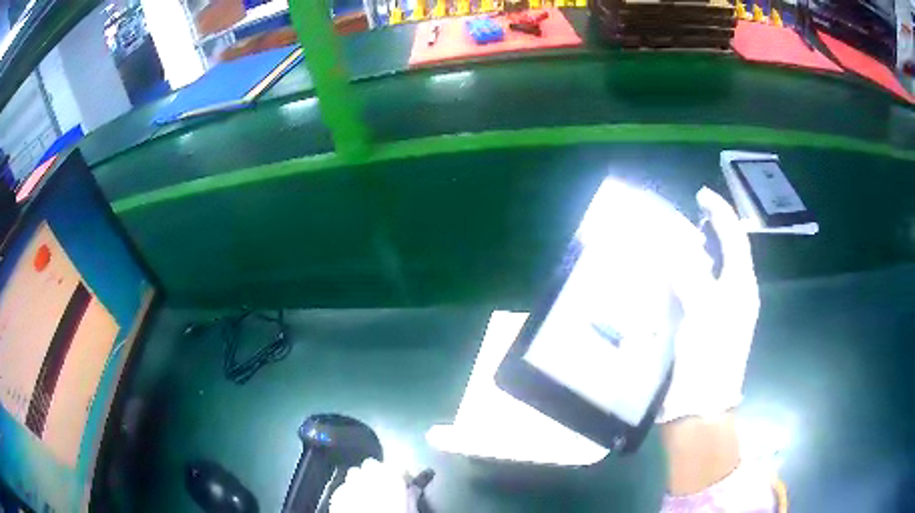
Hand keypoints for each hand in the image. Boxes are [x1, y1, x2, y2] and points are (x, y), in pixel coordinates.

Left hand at [329, 459, 424, 512]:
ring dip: (362, 479)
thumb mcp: (409, 511)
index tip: (406, 482)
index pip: (398, 465)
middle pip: (372, 465)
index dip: (402, 473)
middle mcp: (367, 476)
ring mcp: (349, 485)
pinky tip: (357, 503)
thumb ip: (411, 497)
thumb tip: (413, 490)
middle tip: (387, 487)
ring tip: (370, 494)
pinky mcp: (336, 496)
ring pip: (355, 473)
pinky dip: (350, 491)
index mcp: (390, 478)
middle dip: (379, 472)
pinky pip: (344, 487)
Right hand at [659, 187, 759, 422]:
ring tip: (664, 242)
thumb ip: (690, 273)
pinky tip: (659, 277)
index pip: (735, 239)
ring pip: (704, 272)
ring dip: (687, 255)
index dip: (720, 213)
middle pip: (721, 253)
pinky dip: (677, 279)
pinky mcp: (699, 327)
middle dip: (703, 232)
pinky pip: (690, 292)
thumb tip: (673, 244)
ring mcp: (716, 313)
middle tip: (677, 219)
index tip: (700, 195)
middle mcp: (732, 296)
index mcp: (741, 287)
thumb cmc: (709, 359)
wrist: (698, 408)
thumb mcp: (704, 311)